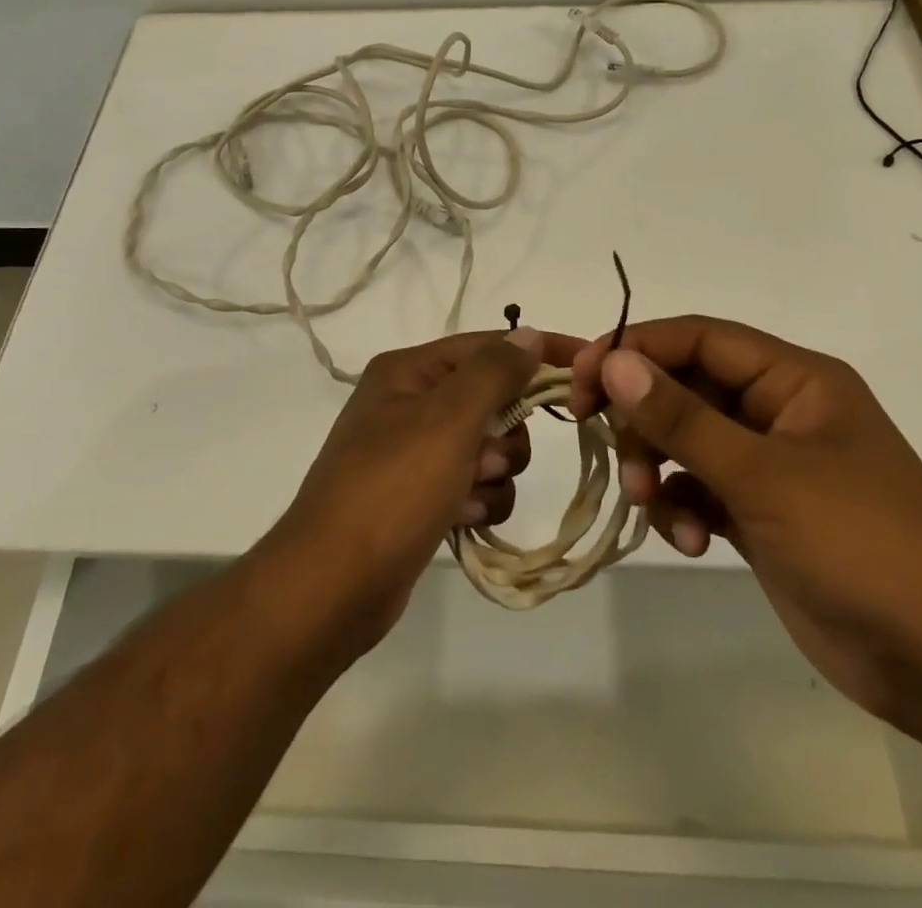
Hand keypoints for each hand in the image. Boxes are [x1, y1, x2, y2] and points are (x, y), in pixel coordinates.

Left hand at [264, 328, 583, 650]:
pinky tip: (458, 520)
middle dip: (505, 434)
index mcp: (409, 371)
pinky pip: (474, 485)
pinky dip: (477, 501)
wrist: (331, 586)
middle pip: (493, 399)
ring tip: (465, 495)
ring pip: (490, 447)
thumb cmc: (392, 489)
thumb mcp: (447, 420)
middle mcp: (410, 403)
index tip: (591, 364)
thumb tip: (529, 334)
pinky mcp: (421, 496)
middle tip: (486, 459)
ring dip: (493, 474)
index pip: (489, 345)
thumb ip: (494, 373)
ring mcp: (415, 452)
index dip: (540, 352)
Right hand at [569, 316, 921, 721]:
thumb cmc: (862, 544)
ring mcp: (768, 464)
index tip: (583, 378)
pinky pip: (697, 488)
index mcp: (793, 379)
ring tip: (654, 506)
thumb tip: (614, 363)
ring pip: (684, 440)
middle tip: (610, 450)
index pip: (698, 338)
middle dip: (644, 420)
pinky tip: (690, 542)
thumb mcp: (764, 475)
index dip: (636, 348)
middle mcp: (777, 410)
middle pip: (684, 387)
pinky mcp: (759, 512)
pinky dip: (681, 507)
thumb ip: (683, 417)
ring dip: (658, 468)